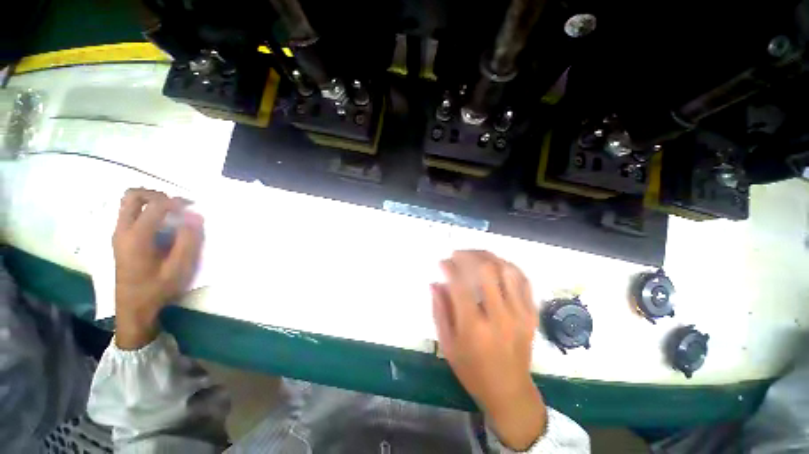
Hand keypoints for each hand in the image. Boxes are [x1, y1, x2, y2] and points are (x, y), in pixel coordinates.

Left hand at [112, 188, 203, 349]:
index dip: (177, 202)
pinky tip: (161, 224)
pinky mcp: (120, 238)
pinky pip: (130, 213)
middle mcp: (122, 230)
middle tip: (177, 206)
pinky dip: (146, 210)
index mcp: (137, 237)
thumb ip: (188, 240)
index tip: (193, 209)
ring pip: (129, 202)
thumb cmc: (157, 288)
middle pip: (133, 195)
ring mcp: (118, 233)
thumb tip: (195, 216)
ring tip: (170, 212)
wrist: (133, 307)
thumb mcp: (179, 267)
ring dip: (151, 201)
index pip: (155, 205)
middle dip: (157, 194)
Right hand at [432, 251, 545, 450]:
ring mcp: (520, 314)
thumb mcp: (448, 344)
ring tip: (475, 256)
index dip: (449, 267)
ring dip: (488, 257)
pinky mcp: (531, 314)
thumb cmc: (472, 369)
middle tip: (457, 254)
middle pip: (486, 270)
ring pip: (507, 270)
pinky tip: (496, 264)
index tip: (442, 262)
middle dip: (469, 255)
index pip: (460, 284)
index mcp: (474, 327)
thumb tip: (435, 283)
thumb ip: (440, 310)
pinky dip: (508, 266)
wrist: (509, 391)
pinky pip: (523, 280)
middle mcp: (499, 316)